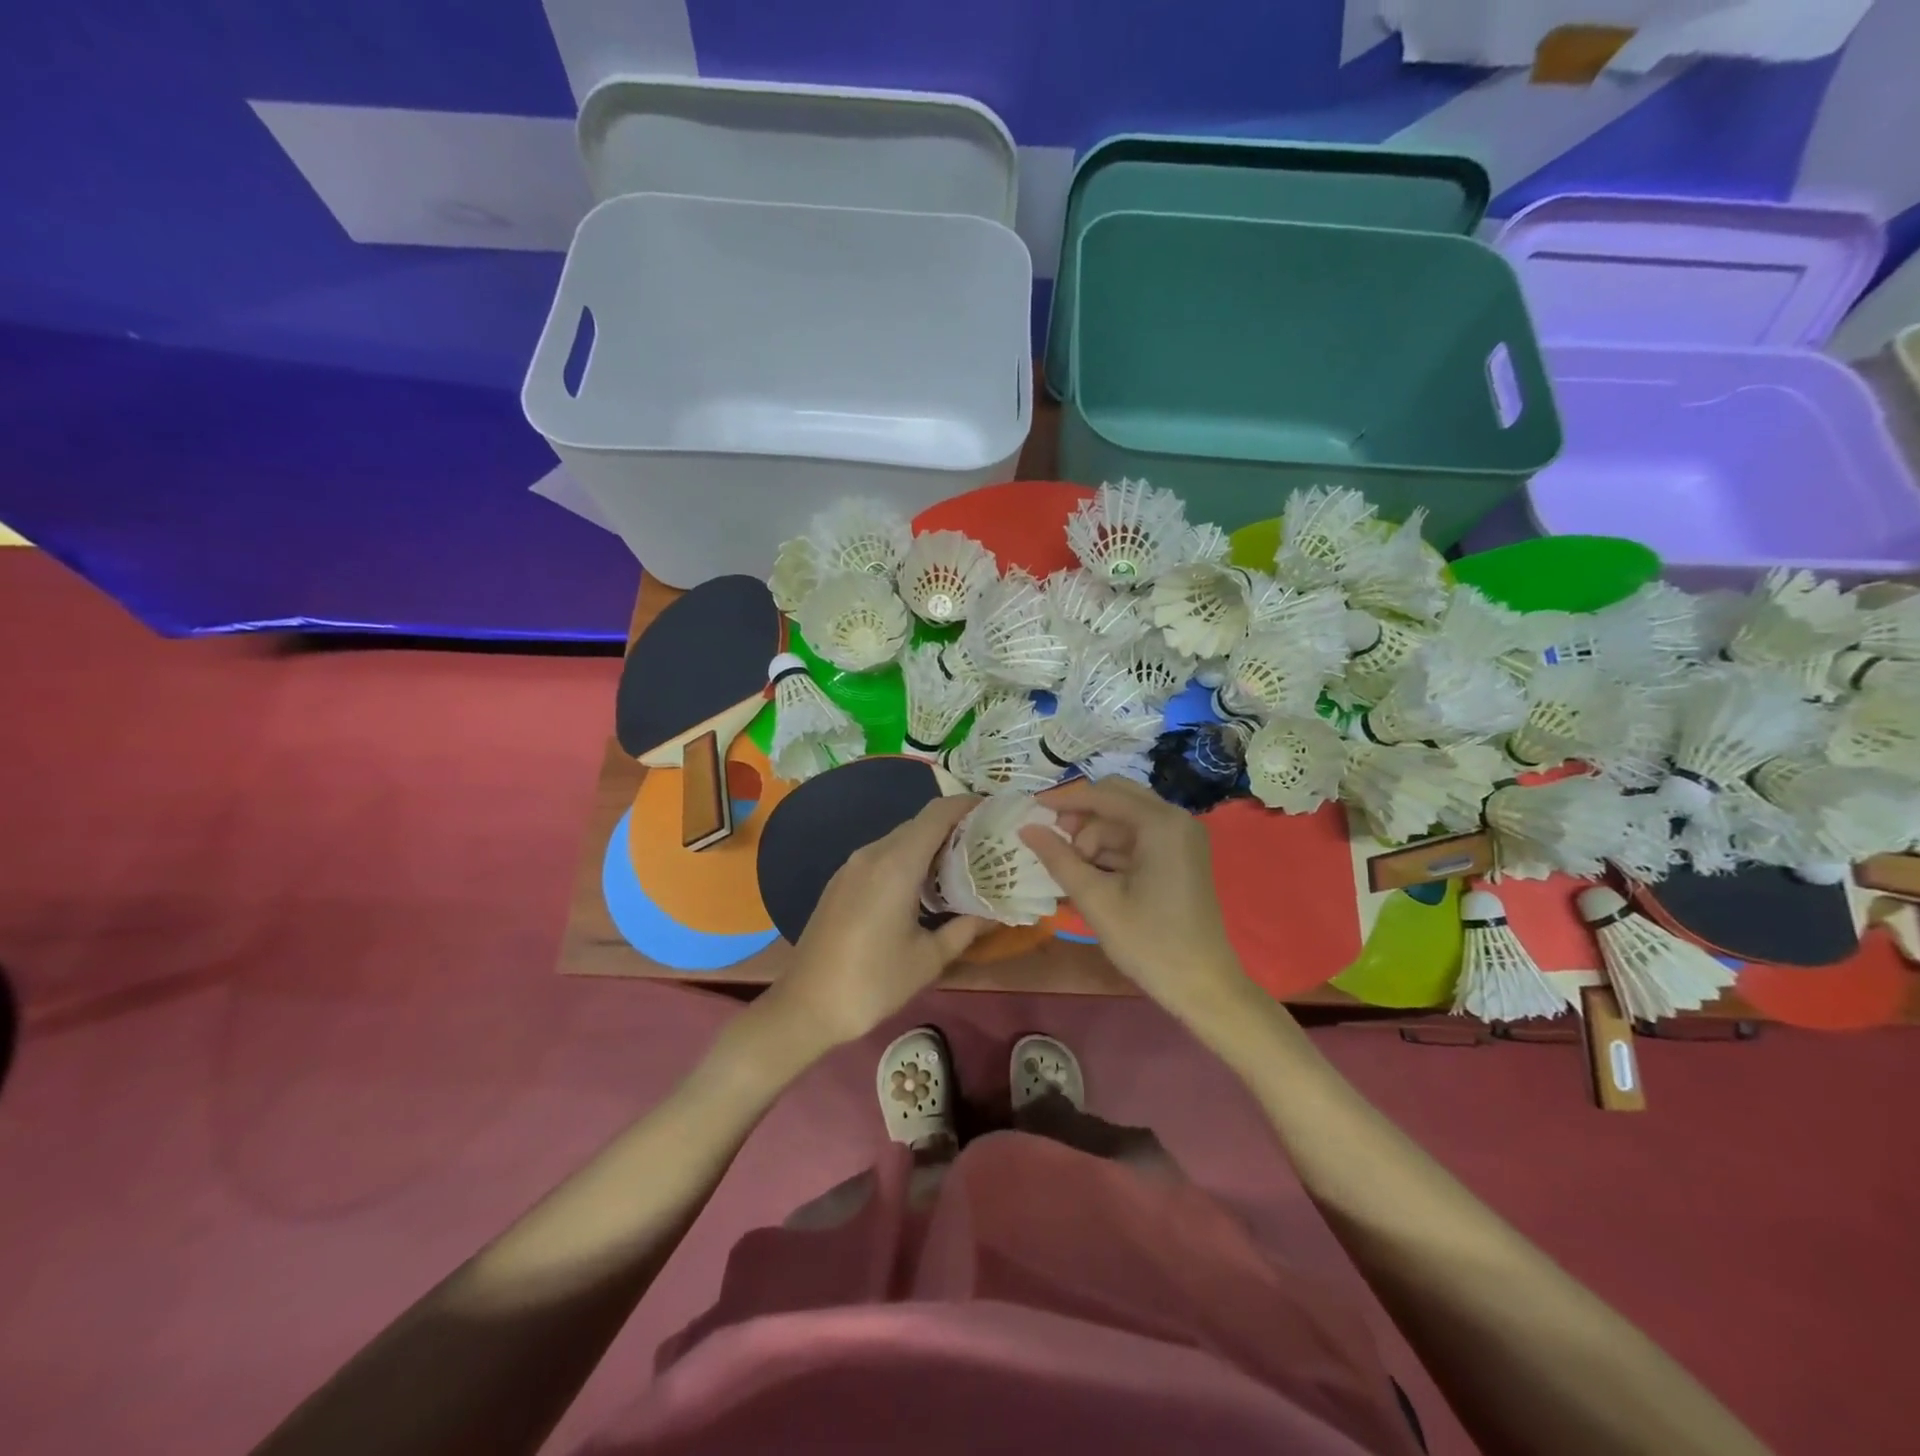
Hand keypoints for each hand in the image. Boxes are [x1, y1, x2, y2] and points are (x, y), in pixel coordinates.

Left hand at [766, 794, 990, 1052]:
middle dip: (954, 827)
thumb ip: (965, 928)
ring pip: (899, 839)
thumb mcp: (928, 958)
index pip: (937, 813)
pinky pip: (882, 856)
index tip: (995, 811)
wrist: (805, 1006)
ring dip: (930, 845)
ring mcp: (851, 866)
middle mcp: (872, 853)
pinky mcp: (841, 881)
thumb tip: (997, 912)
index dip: (967, 805)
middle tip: (988, 845)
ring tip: (963, 866)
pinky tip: (924, 887)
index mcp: (896, 864)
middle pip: (920, 823)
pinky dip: (908, 859)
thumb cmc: (873, 982)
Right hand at [1021, 778, 1252, 1022]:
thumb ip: (1059, 859)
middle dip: (1081, 817)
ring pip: (1125, 820)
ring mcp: (1182, 838)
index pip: (1103, 795)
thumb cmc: (1150, 943)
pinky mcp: (1181, 857)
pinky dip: (1112, 851)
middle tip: (1052, 842)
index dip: (1064, 800)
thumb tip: (1026, 828)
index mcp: (1161, 824)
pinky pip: (1138, 839)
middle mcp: (1176, 820)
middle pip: (1117, 799)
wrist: (1204, 987)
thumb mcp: (1097, 900)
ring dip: (1095, 837)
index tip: (1031, 809)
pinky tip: (1090, 874)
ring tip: (1070, 870)